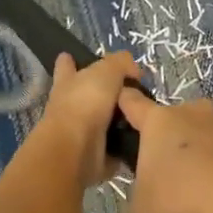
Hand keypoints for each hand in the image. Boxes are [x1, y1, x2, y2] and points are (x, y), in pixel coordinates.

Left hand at [34, 52, 139, 189]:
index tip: (72, 58)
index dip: (69, 61)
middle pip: (86, 96)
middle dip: (101, 94)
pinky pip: (113, 148)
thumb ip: (122, 63)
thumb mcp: (107, 71)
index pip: (66, 66)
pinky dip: (125, 146)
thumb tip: (134, 72)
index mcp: (68, 82)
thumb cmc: (85, 103)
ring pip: (102, 122)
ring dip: (119, 121)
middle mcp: (70, 106)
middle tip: (131, 94)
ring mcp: (79, 132)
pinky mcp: (93, 155)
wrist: (76, 149)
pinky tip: (144, 140)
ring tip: (146, 116)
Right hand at [116, 89, 212, 212]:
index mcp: (158, 122)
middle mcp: (192, 114)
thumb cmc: (181, 200)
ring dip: (202, 155)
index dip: (124, 105)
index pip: (132, 102)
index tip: (120, 115)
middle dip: (170, 141)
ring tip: (203, 191)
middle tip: (168, 176)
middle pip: (174, 119)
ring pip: (206, 135)